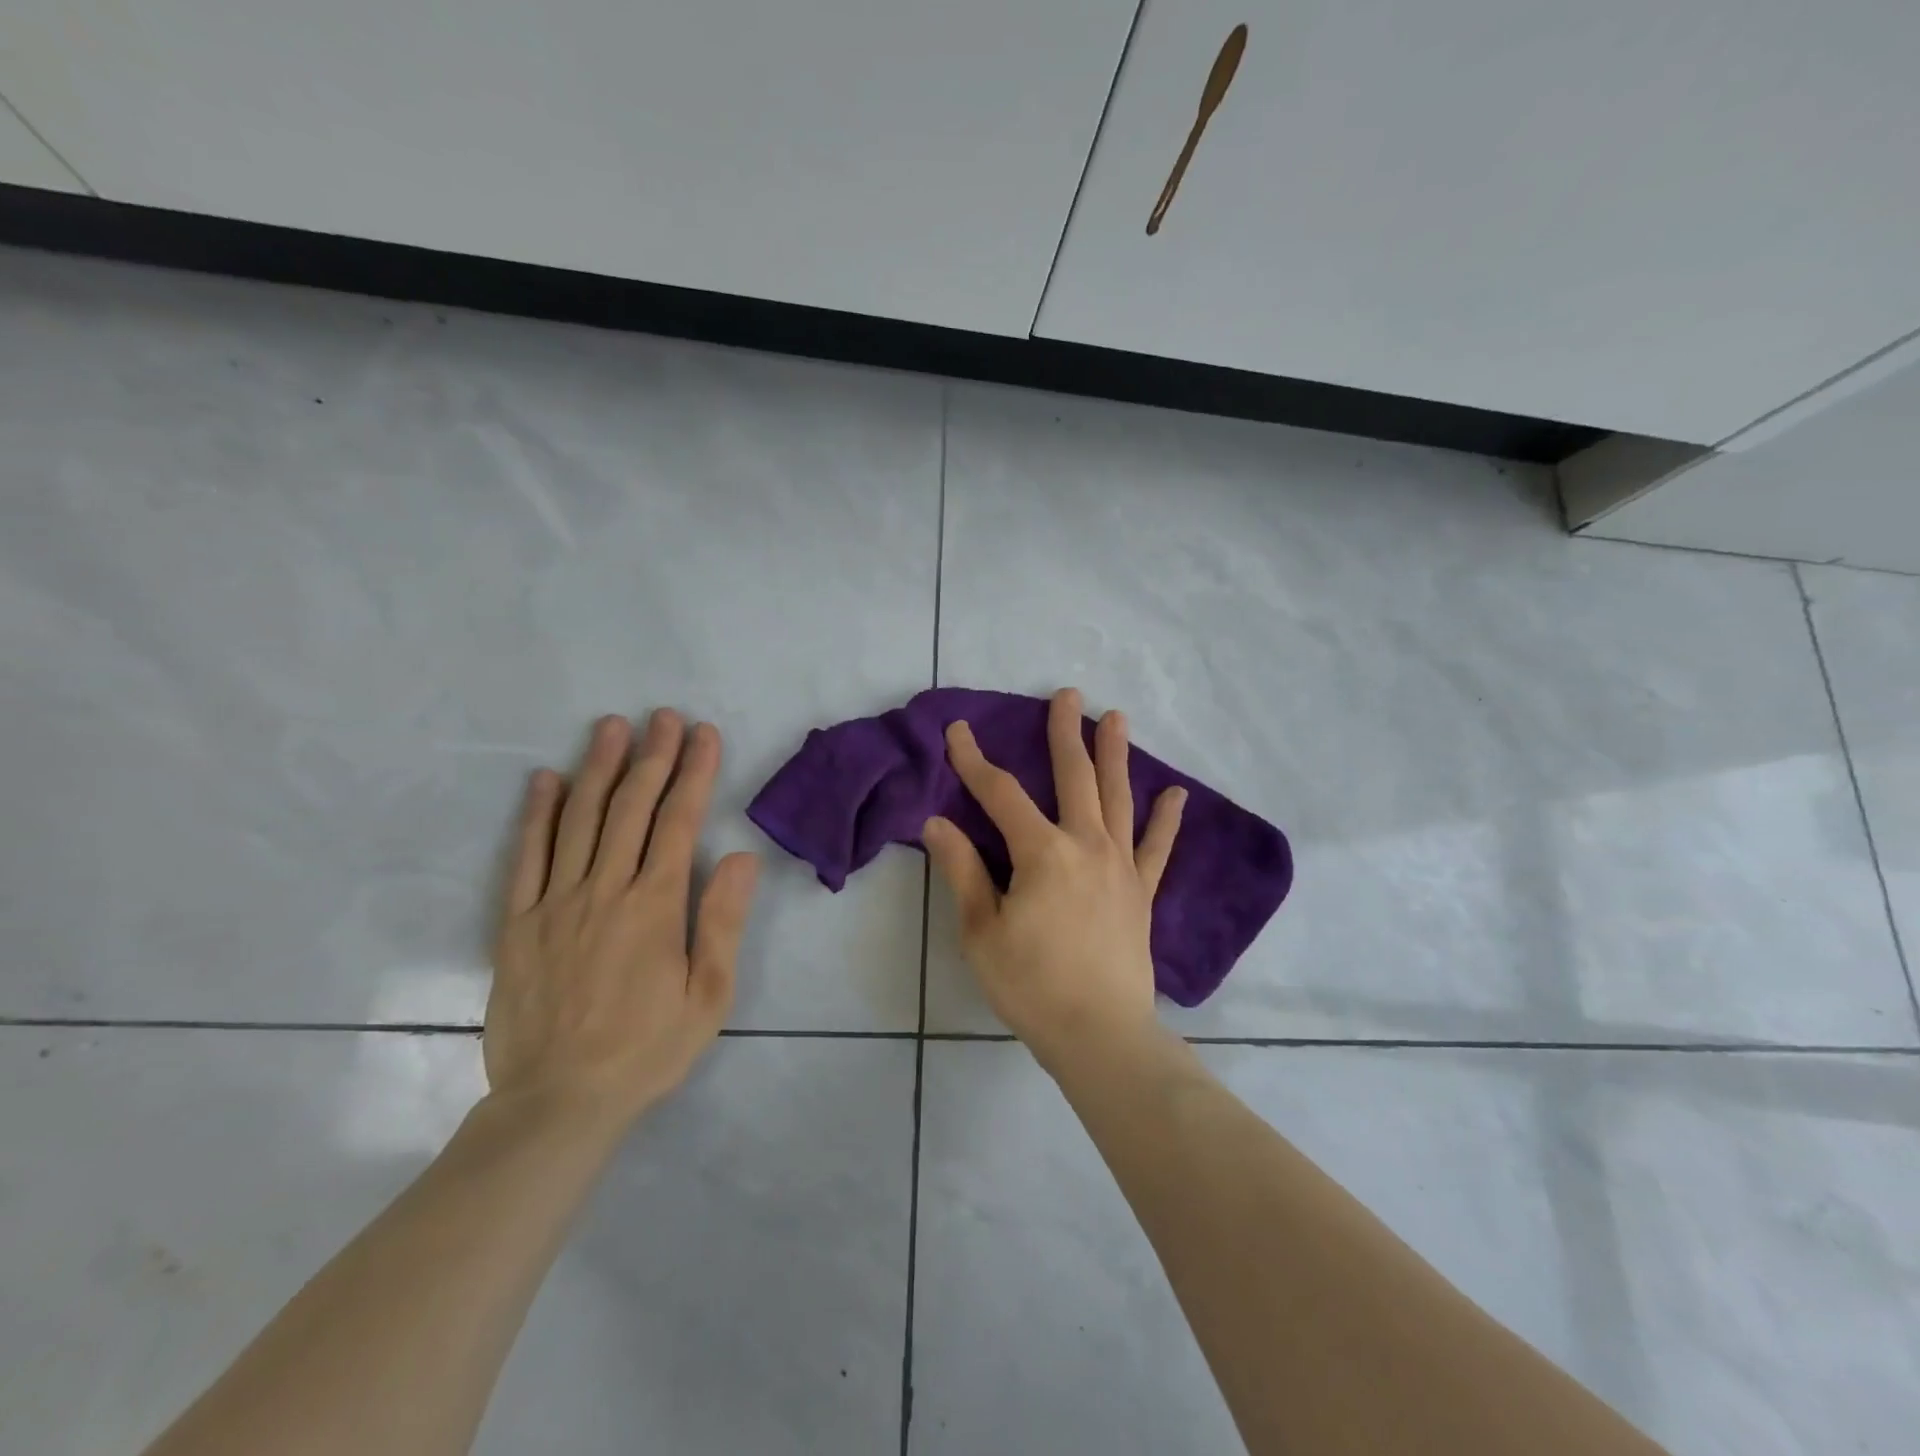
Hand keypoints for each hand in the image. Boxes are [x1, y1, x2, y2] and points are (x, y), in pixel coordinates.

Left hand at [485, 711, 758, 1131]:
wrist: (560, 1101)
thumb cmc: (648, 1048)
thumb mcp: (709, 995)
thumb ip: (722, 921)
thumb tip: (739, 856)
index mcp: (655, 906)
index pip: (678, 822)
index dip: (694, 773)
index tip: (703, 735)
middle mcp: (604, 890)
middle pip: (630, 808)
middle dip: (651, 757)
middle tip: (663, 717)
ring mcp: (555, 903)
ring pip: (578, 820)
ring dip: (598, 768)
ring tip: (611, 727)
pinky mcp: (518, 923)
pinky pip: (526, 857)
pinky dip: (536, 814)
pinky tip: (545, 780)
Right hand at [923, 688, 1185, 1070]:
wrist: (1100, 1035)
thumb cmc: (1032, 985)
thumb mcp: (982, 931)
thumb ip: (963, 871)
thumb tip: (937, 823)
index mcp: (1042, 853)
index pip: (1001, 795)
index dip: (975, 761)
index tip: (958, 731)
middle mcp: (1086, 845)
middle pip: (1074, 777)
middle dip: (1066, 733)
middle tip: (1067, 695)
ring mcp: (1121, 866)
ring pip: (1118, 797)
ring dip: (1115, 755)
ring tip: (1116, 718)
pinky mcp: (1142, 891)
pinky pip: (1157, 847)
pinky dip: (1167, 819)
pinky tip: (1176, 793)